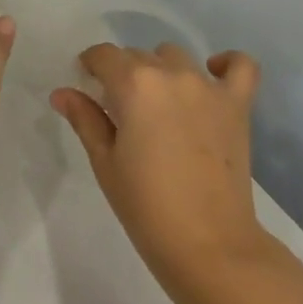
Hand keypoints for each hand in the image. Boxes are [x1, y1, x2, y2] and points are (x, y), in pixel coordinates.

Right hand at [52, 44, 268, 288]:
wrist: (210, 248)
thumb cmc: (147, 208)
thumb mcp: (106, 163)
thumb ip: (85, 119)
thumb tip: (62, 92)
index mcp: (133, 83)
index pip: (103, 55)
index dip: (91, 67)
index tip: (88, 87)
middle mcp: (171, 73)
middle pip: (137, 56)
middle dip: (123, 75)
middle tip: (122, 113)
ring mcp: (207, 86)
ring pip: (175, 58)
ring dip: (162, 72)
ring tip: (160, 107)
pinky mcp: (237, 104)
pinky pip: (240, 66)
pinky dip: (227, 64)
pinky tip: (213, 76)